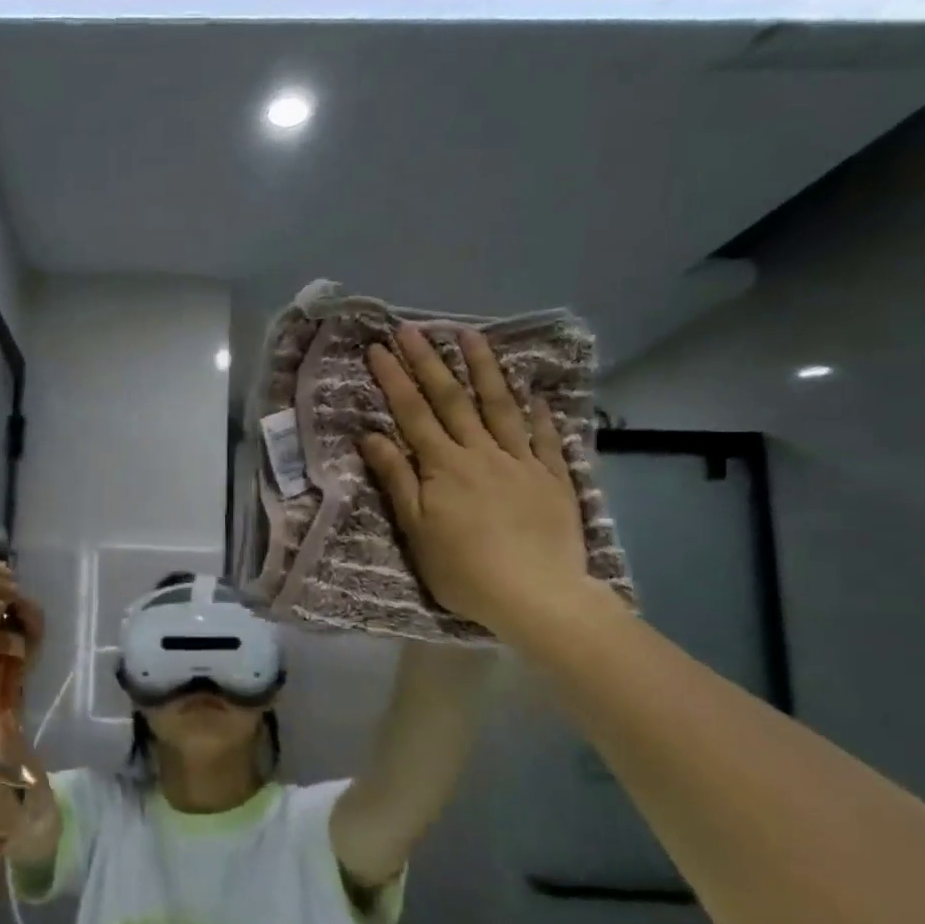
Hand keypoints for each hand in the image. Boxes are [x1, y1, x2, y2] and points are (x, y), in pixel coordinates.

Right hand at [360, 324, 590, 635]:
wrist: (535, 595)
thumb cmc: (463, 570)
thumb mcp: (416, 530)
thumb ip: (396, 479)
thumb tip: (371, 436)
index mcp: (444, 466)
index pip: (413, 413)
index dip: (394, 379)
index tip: (379, 348)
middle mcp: (481, 452)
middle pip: (452, 400)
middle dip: (430, 361)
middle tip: (413, 329)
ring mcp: (522, 461)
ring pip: (500, 406)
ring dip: (484, 369)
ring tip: (471, 336)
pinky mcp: (553, 478)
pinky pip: (547, 437)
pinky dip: (540, 413)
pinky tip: (535, 393)